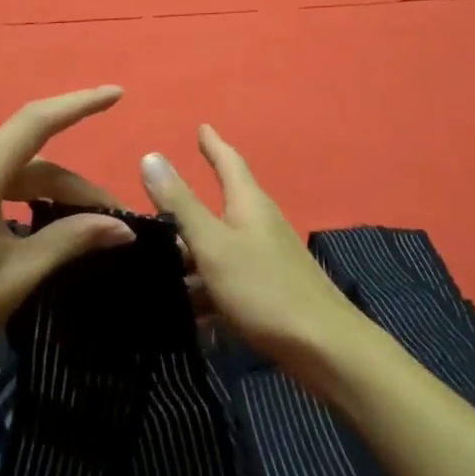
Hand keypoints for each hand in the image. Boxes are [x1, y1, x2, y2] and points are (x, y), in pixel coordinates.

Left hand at [0, 87, 133, 395]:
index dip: (79, 105)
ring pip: (6, 174)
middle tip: (112, 216)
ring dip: (44, 192)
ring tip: (81, 221)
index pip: (35, 123)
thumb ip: (72, 238)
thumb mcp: (19, 275)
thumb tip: (122, 227)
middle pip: (26, 161)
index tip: (116, 94)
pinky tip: (36, 219)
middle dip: (71, 185)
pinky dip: (15, 197)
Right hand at [140, 125, 363, 372]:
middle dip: (187, 205)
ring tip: (153, 261)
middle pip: (220, 205)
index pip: (229, 161)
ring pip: (218, 247)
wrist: (323, 348)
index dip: (213, 144)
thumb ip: (181, 205)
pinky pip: (225, 280)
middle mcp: (258, 224)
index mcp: (248, 204)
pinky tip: (182, 308)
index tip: (201, 126)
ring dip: (190, 252)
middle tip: (154, 201)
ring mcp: (265, 259)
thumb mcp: (213, 245)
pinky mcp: (266, 292)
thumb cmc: (264, 287)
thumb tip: (151, 156)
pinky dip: (203, 287)